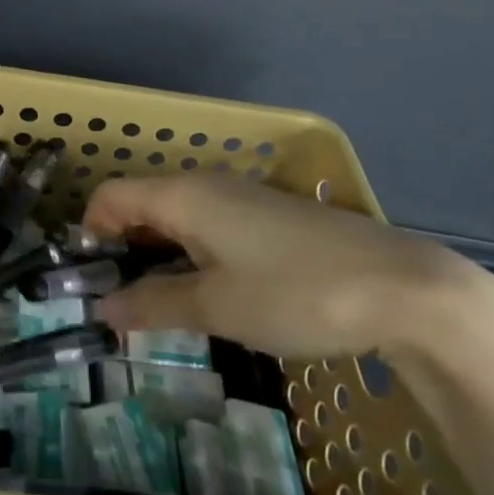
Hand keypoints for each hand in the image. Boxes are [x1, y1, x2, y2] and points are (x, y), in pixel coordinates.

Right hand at [86, 173, 493, 361]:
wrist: (404, 289)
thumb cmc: (296, 293)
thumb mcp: (217, 307)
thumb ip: (154, 304)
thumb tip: (102, 309)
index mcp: (184, 195)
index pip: (111, 195)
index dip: (89, 232)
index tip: (89, 283)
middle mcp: (206, 185)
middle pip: (141, 202)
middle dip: (121, 247)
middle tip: (119, 302)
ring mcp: (242, 198)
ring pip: (177, 215)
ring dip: (157, 253)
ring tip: (160, 305)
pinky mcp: (270, 217)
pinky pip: (209, 224)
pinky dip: (191, 253)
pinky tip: (210, 293)